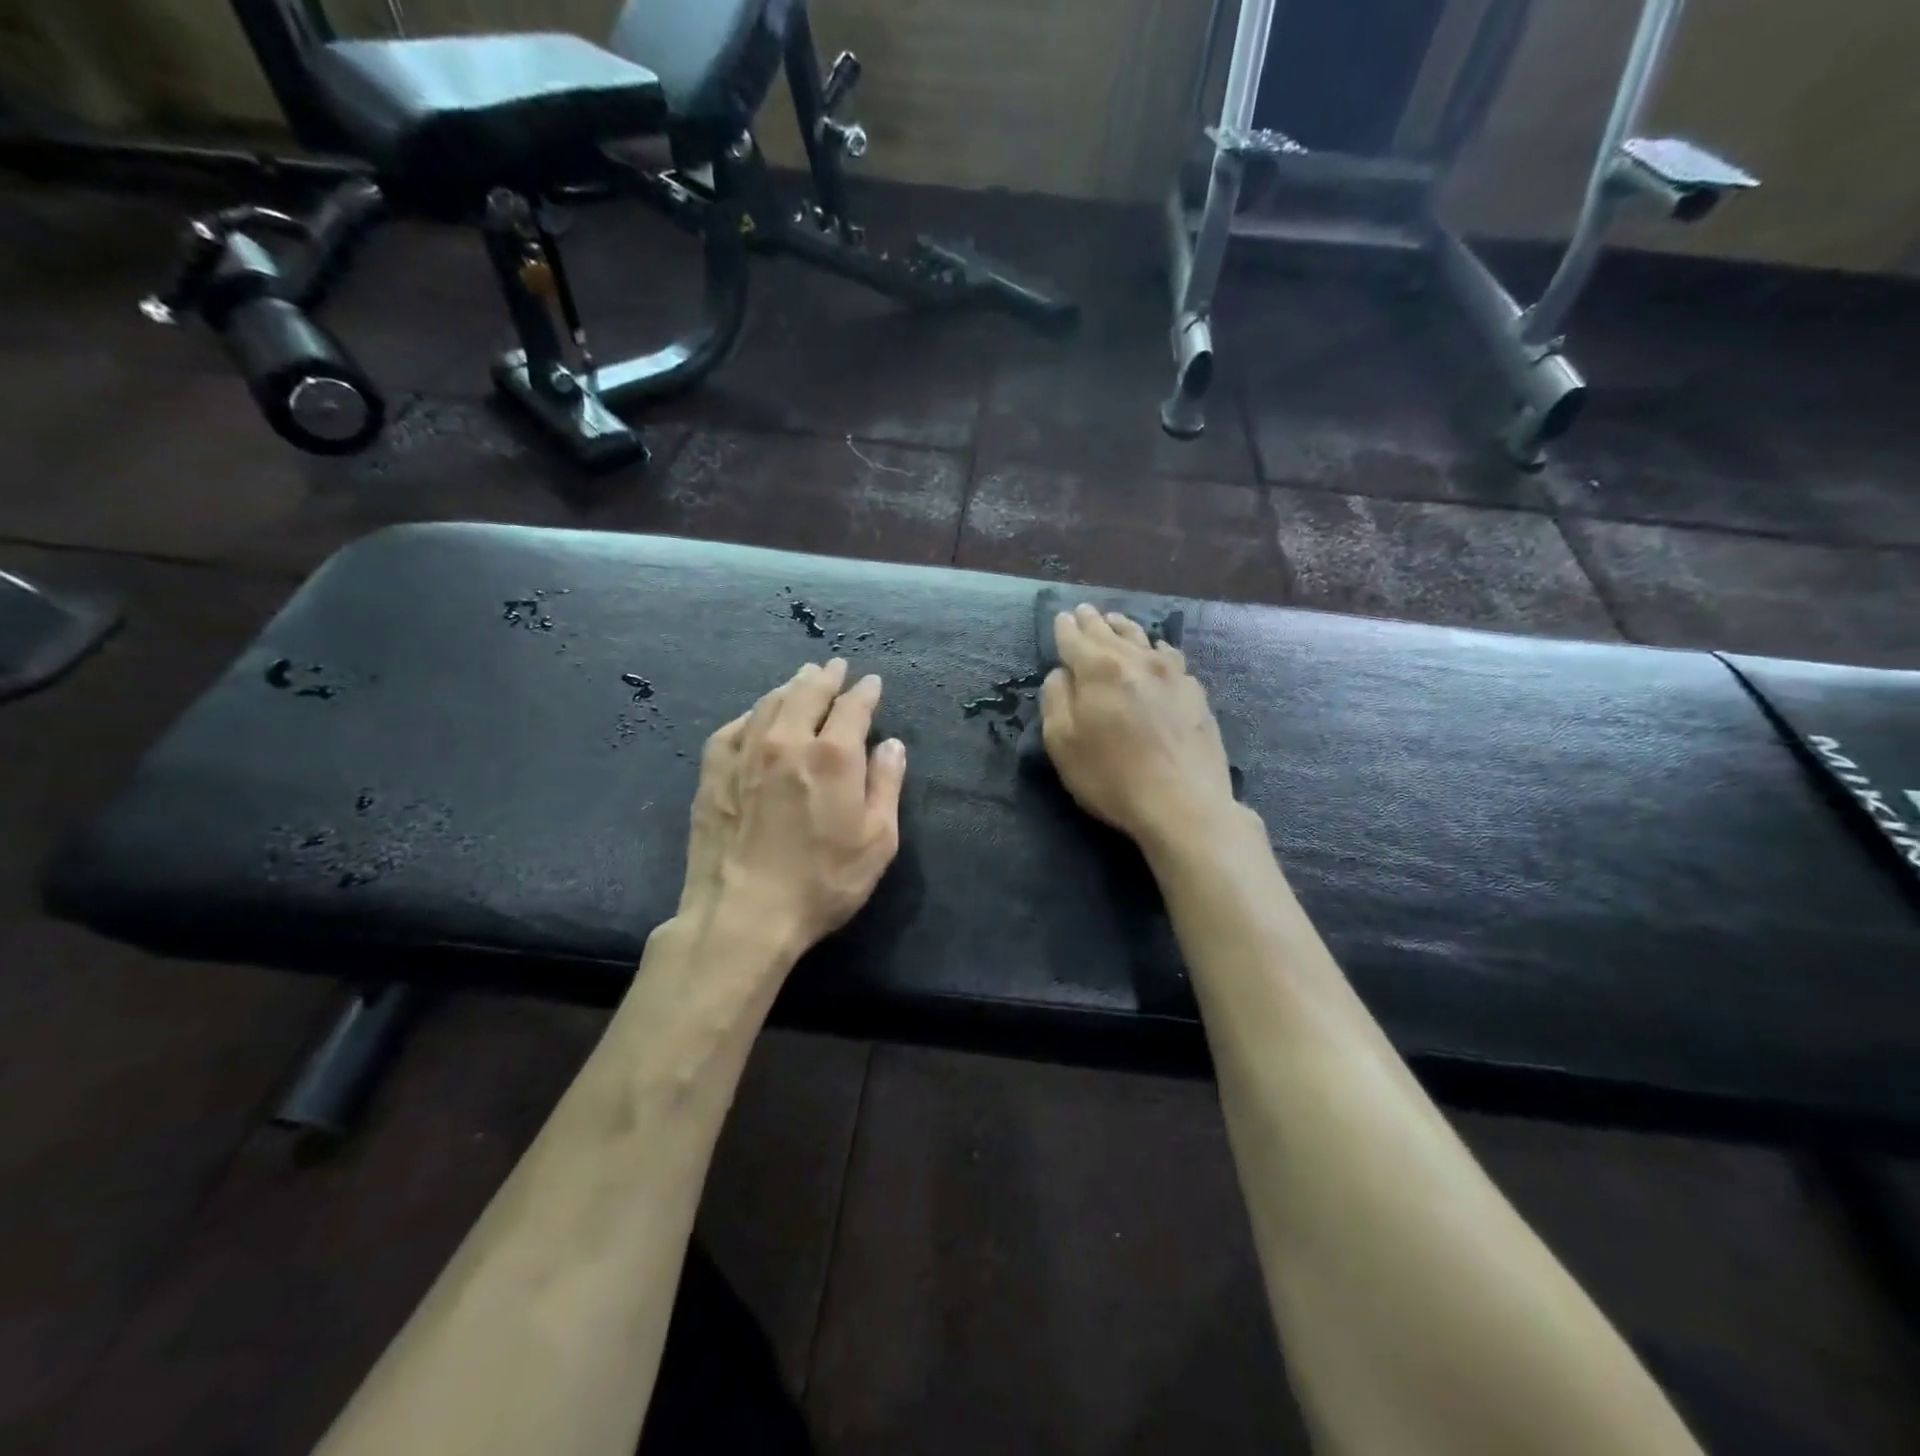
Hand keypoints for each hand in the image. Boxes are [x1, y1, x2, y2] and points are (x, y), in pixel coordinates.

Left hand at [678, 659, 906, 955]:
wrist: (742, 914)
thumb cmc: (822, 883)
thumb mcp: (877, 841)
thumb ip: (887, 785)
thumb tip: (892, 745)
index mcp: (833, 755)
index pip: (853, 706)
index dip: (865, 691)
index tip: (871, 683)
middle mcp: (787, 741)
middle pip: (807, 692)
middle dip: (825, 676)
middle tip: (834, 667)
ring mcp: (744, 753)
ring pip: (769, 703)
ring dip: (789, 687)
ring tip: (800, 680)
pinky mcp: (712, 772)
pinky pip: (733, 728)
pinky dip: (751, 715)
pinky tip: (755, 717)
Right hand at [1041, 605, 1237, 850]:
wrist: (1184, 804)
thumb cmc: (1112, 777)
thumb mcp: (1063, 743)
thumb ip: (1055, 700)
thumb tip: (1061, 673)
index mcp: (1099, 669)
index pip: (1075, 639)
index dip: (1065, 628)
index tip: (1061, 618)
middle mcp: (1136, 660)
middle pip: (1109, 632)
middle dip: (1092, 621)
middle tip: (1083, 611)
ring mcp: (1171, 674)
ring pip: (1143, 639)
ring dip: (1124, 628)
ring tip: (1115, 621)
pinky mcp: (1195, 692)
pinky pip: (1170, 657)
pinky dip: (1156, 649)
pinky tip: (1158, 651)